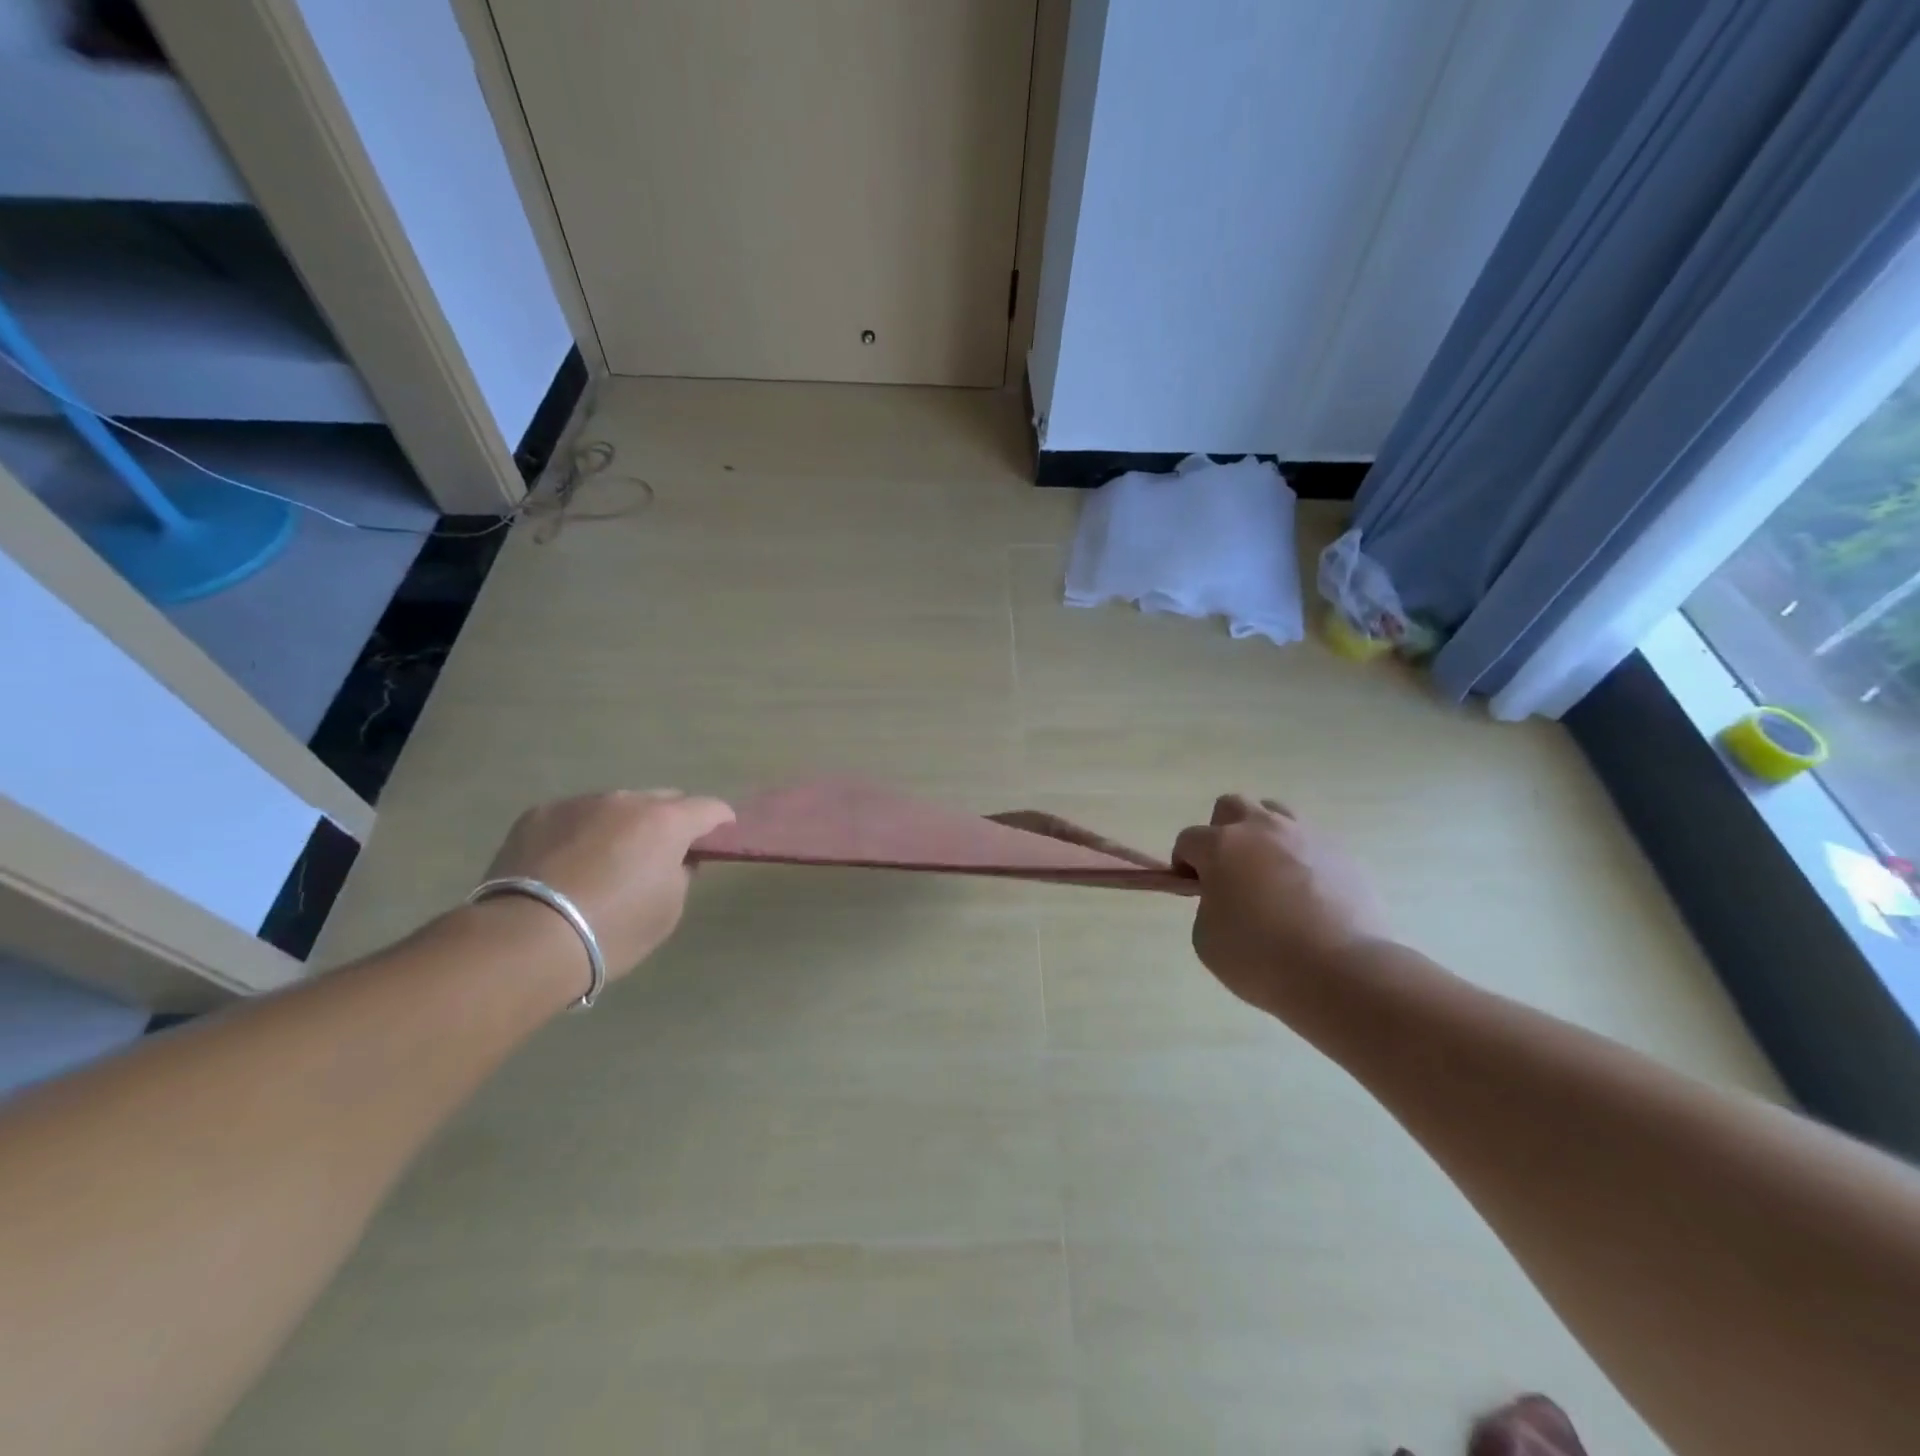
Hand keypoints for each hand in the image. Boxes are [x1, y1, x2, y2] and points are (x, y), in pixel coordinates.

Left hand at [481, 790, 734, 978]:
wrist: (525, 940)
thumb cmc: (612, 931)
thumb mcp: (668, 911)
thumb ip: (681, 875)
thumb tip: (676, 859)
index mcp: (666, 822)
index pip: (709, 808)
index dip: (720, 820)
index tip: (720, 835)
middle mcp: (626, 800)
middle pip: (662, 799)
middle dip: (670, 819)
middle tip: (663, 850)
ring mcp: (579, 803)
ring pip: (616, 806)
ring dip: (624, 824)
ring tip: (609, 857)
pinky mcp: (538, 814)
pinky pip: (575, 816)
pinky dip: (582, 832)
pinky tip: (569, 862)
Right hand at [1171, 794, 1389, 1013]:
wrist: (1342, 973)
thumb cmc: (1261, 957)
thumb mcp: (1206, 937)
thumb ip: (1208, 905)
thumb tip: (1226, 896)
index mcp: (1222, 846)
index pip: (1189, 840)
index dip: (1184, 864)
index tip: (1194, 890)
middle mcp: (1262, 829)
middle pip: (1232, 806)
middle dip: (1222, 832)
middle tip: (1229, 870)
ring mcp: (1307, 837)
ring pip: (1276, 814)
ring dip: (1264, 836)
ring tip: (1270, 875)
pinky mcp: (1343, 855)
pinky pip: (1312, 844)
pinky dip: (1301, 860)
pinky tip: (1308, 895)